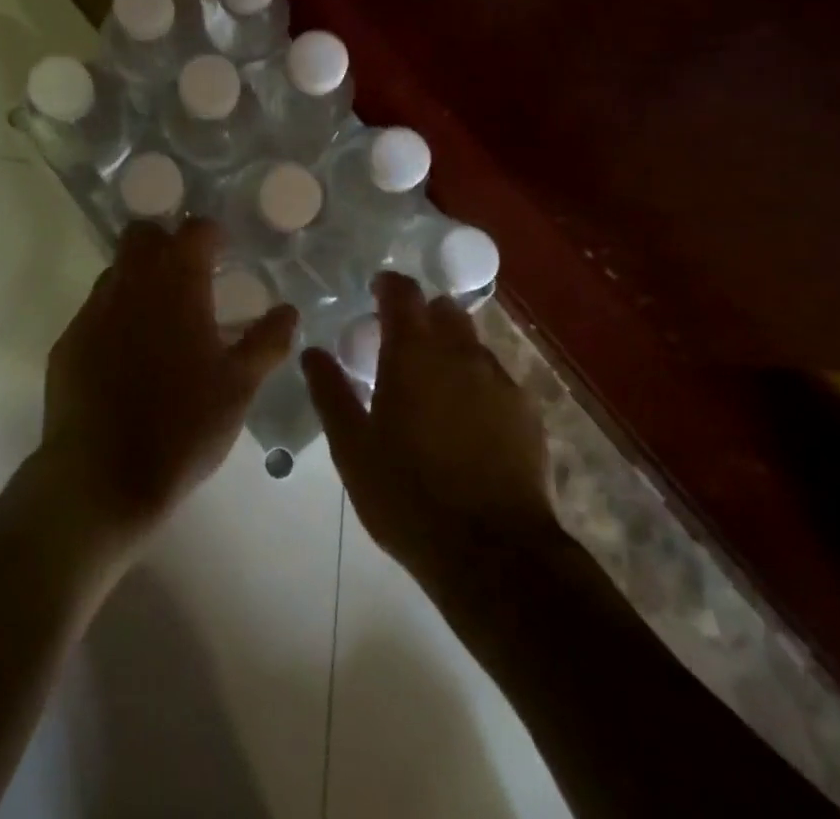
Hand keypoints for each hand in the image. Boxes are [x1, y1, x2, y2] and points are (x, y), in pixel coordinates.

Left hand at [39, 218, 296, 552]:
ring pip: (116, 271)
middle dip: (166, 243)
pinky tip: (128, 359)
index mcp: (177, 285)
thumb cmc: (182, 427)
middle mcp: (130, 284)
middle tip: (189, 277)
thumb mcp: (239, 387)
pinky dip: (115, 318)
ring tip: (161, 321)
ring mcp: (92, 311)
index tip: (224, 251)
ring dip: (139, 279)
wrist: (100, 479)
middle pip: (143, 234)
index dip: (211, 234)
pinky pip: (95, 311)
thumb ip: (267, 342)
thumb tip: (289, 311)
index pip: (195, 230)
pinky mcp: (67, 342)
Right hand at [303, 273, 558, 601]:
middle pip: (443, 310)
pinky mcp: (526, 412)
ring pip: (472, 343)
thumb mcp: (353, 448)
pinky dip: (477, 382)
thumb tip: (312, 352)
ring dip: (450, 348)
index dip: (388, 286)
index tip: (375, 292)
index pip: (402, 293)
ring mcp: (499, 380)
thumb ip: (331, 392)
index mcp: (413, 353)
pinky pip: (496, 378)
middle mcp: (460, 352)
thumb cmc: (408, 495)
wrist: (493, 553)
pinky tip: (468, 419)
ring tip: (434, 384)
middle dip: (422, 315)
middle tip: (401, 342)